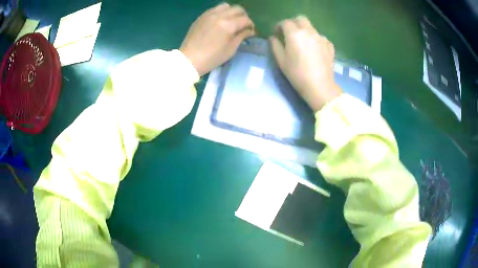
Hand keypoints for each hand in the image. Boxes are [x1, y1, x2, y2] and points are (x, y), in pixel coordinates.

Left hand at [180, 3, 254, 75]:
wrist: (190, 59)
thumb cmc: (212, 58)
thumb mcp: (231, 49)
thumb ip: (241, 36)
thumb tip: (250, 30)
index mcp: (228, 25)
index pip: (245, 19)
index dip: (251, 25)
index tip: (251, 31)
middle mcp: (219, 16)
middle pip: (237, 9)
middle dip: (243, 16)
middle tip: (243, 25)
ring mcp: (209, 15)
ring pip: (226, 6)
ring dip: (232, 12)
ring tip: (231, 21)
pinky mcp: (201, 17)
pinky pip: (214, 9)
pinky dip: (221, 12)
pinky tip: (220, 21)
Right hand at [270, 16, 341, 111]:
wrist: (320, 87)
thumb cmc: (297, 75)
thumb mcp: (281, 61)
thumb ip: (275, 46)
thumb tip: (273, 38)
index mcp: (295, 34)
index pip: (285, 22)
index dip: (279, 26)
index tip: (277, 34)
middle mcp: (309, 32)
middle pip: (300, 19)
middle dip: (293, 23)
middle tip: (290, 34)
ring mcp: (321, 38)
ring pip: (311, 28)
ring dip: (304, 31)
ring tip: (303, 44)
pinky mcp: (329, 45)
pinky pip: (320, 37)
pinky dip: (315, 40)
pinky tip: (314, 51)